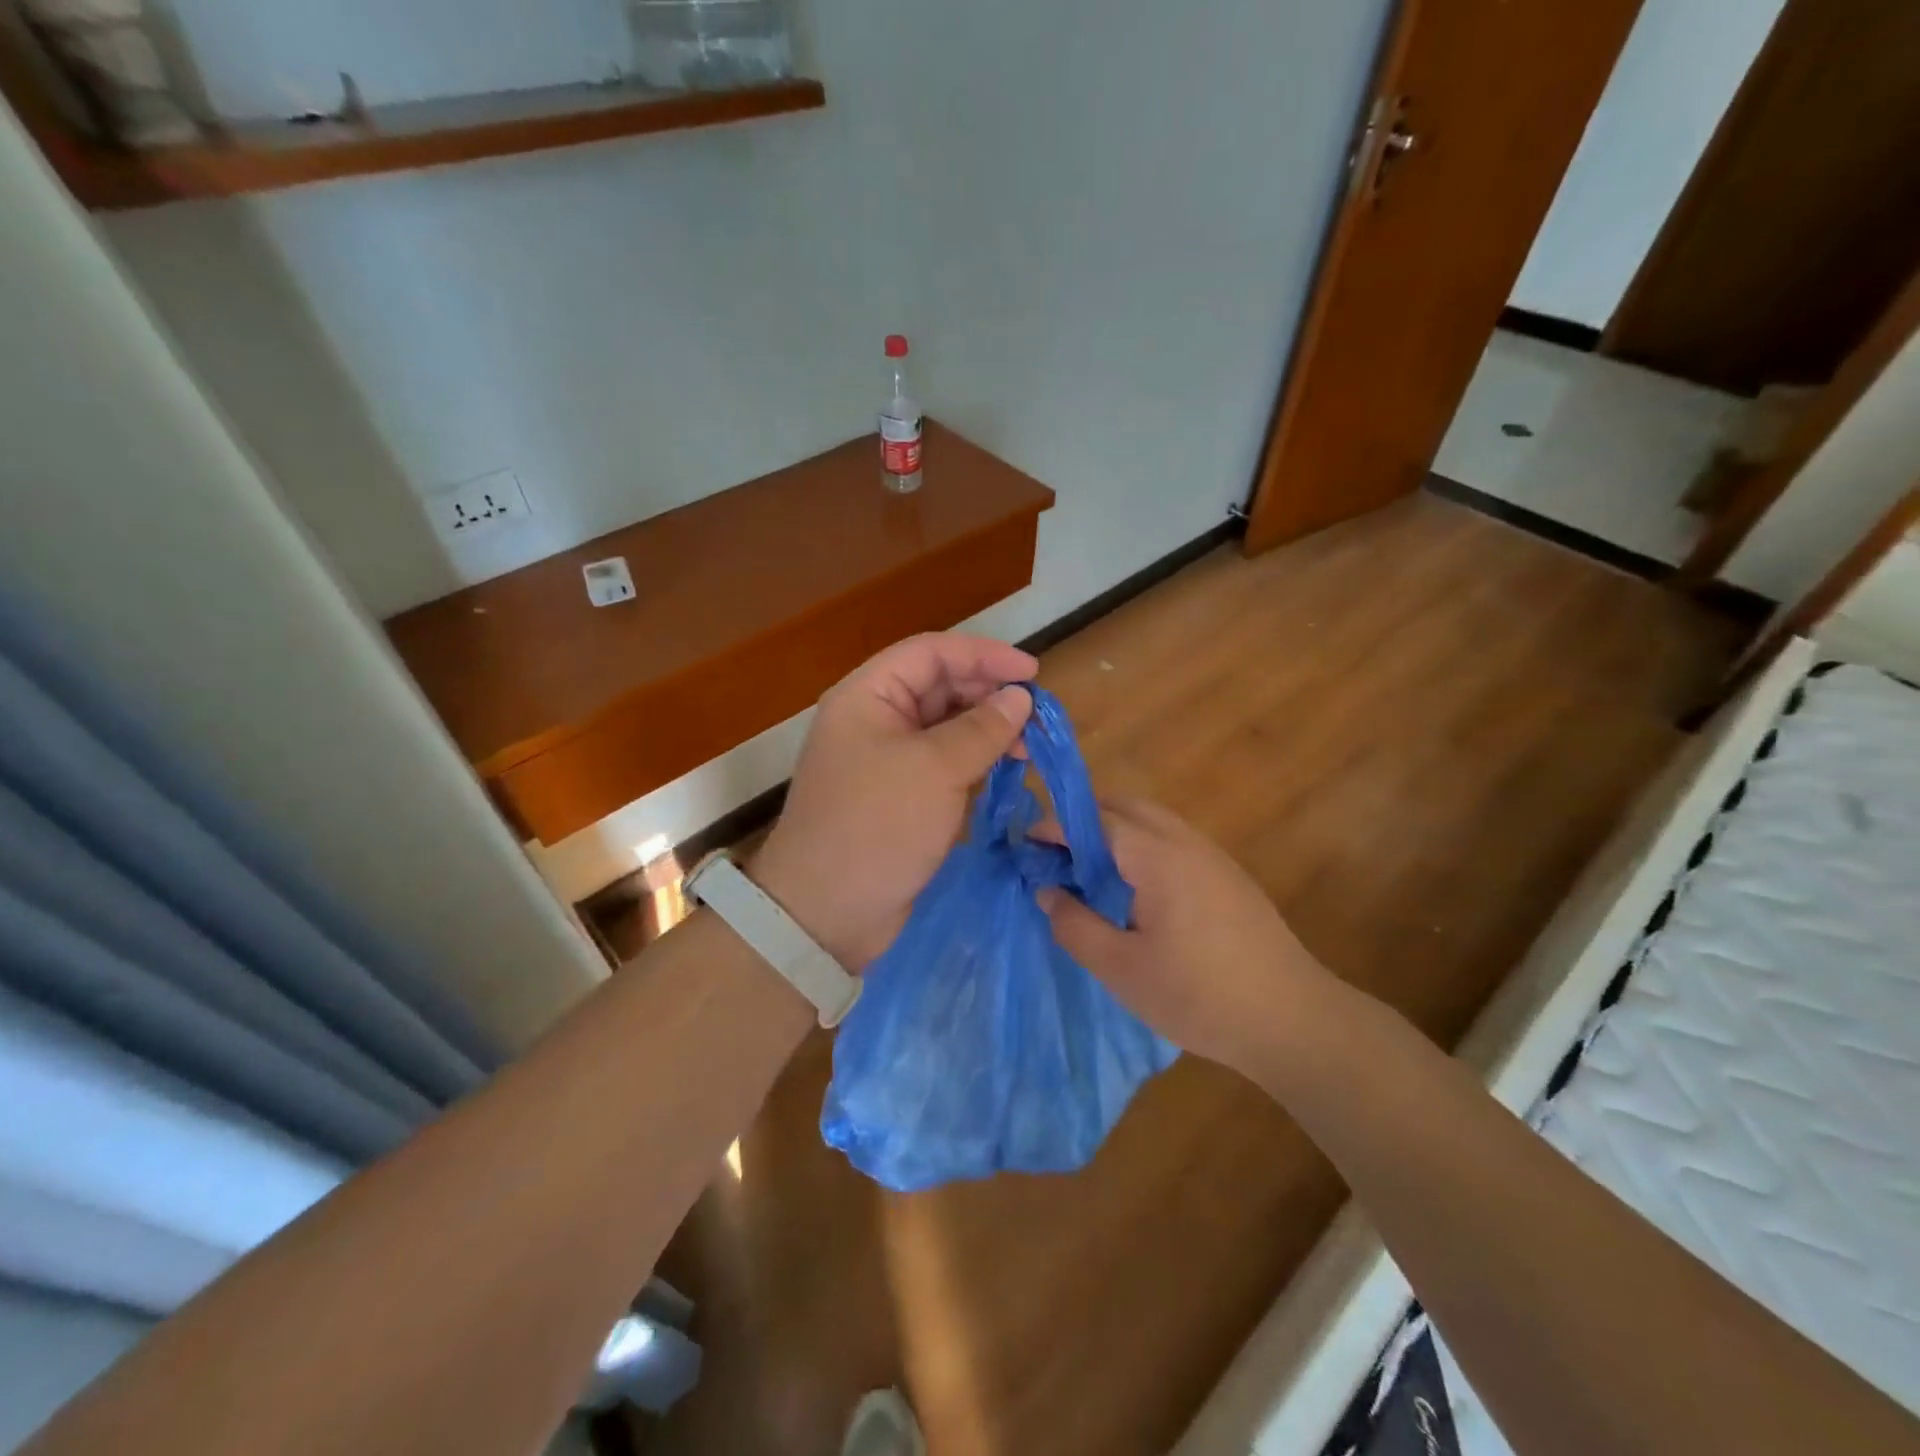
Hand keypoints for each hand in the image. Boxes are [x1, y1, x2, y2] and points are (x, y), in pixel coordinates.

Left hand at [751, 634, 1035, 969]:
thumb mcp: (936, 770)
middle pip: (939, 687)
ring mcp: (886, 760)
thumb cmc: (878, 826)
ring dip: (986, 731)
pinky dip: (974, 763)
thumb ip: (982, 728)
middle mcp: (875, 720)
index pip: (931, 653)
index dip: (983, 655)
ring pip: (944, 728)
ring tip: (1027, 749)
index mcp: (868, 696)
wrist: (827, 913)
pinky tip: (1004, 772)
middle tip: (1036, 717)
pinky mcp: (899, 797)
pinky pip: (942, 765)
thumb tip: (1020, 698)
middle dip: (988, 695)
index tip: (1032, 673)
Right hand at [1040, 799, 1334, 1078]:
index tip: (1025, 842)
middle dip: (1084, 817)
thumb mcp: (1121, 968)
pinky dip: (1141, 843)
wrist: (1293, 1020)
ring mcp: (1213, 856)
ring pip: (1153, 819)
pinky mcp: (1229, 876)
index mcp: (1157, 857)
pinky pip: (1173, 839)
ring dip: (1115, 828)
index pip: (1095, 820)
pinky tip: (1134, 887)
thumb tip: (1047, 892)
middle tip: (1055, 852)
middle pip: (1126, 806)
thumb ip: (1075, 925)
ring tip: (1088, 868)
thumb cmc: (1199, 996)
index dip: (1055, 826)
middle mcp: (1186, 842)